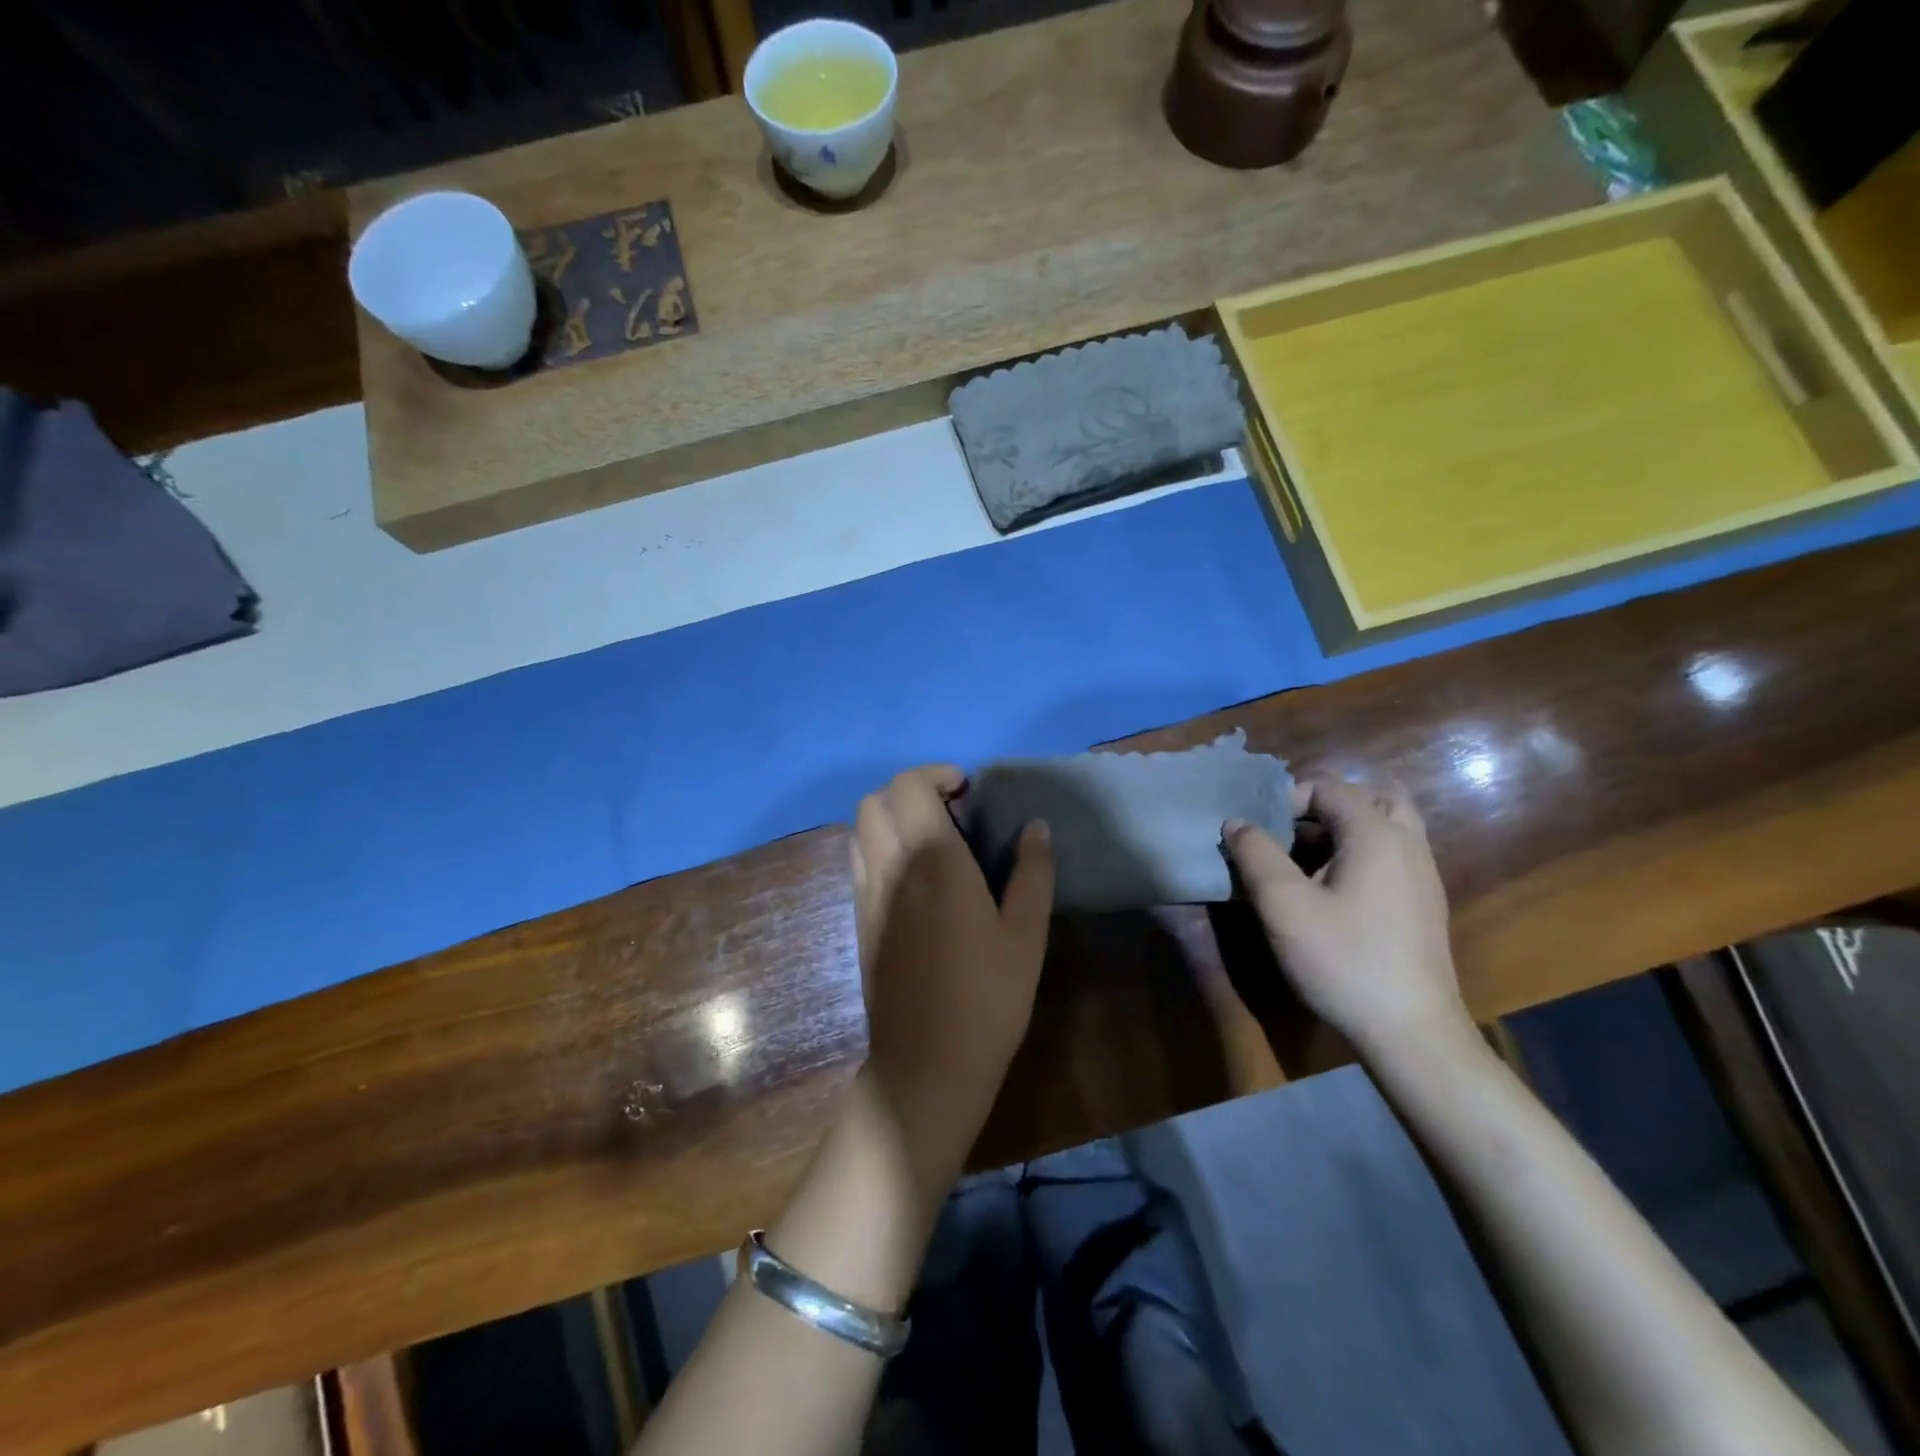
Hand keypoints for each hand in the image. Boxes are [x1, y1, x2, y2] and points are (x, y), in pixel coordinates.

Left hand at [851, 767, 1054, 1201]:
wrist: (926, 1064)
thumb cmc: (987, 997)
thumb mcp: (1026, 934)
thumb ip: (1032, 871)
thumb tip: (1035, 826)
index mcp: (931, 860)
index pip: (908, 787)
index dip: (935, 774)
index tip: (967, 789)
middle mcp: (888, 866)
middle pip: (874, 801)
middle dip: (910, 790)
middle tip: (952, 810)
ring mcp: (865, 894)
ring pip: (860, 829)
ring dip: (891, 817)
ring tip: (933, 840)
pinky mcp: (858, 920)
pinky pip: (858, 860)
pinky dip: (880, 845)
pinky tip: (916, 877)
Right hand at [1222, 779, 1474, 1064]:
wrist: (1412, 1033)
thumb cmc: (1344, 961)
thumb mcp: (1284, 906)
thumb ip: (1256, 855)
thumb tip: (1236, 822)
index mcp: (1377, 835)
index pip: (1329, 787)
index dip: (1286, 799)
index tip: (1258, 832)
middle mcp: (1408, 844)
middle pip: (1371, 796)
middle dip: (1324, 805)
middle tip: (1290, 832)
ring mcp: (1422, 875)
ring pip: (1387, 826)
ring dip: (1345, 829)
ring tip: (1306, 858)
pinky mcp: (1423, 904)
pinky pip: (1392, 854)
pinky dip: (1361, 853)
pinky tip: (1332, 890)